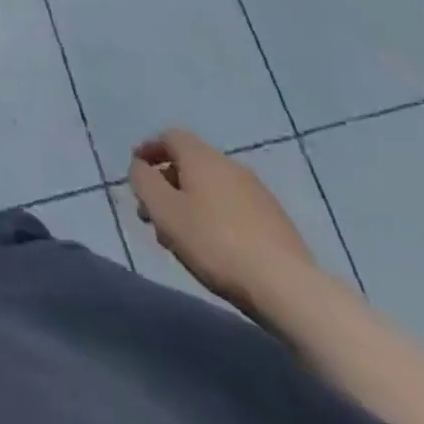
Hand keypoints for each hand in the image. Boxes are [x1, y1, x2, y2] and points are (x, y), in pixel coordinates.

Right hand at [127, 129, 315, 311]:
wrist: (287, 287)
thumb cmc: (215, 243)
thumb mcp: (164, 211)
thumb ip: (144, 182)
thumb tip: (140, 167)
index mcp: (202, 157)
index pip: (170, 137)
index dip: (149, 150)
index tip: (136, 171)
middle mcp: (229, 165)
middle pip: (189, 163)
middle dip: (166, 184)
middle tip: (151, 213)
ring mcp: (256, 192)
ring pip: (210, 187)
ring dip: (188, 203)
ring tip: (178, 236)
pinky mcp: (274, 220)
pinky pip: (231, 206)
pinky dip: (213, 216)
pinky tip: (212, 246)